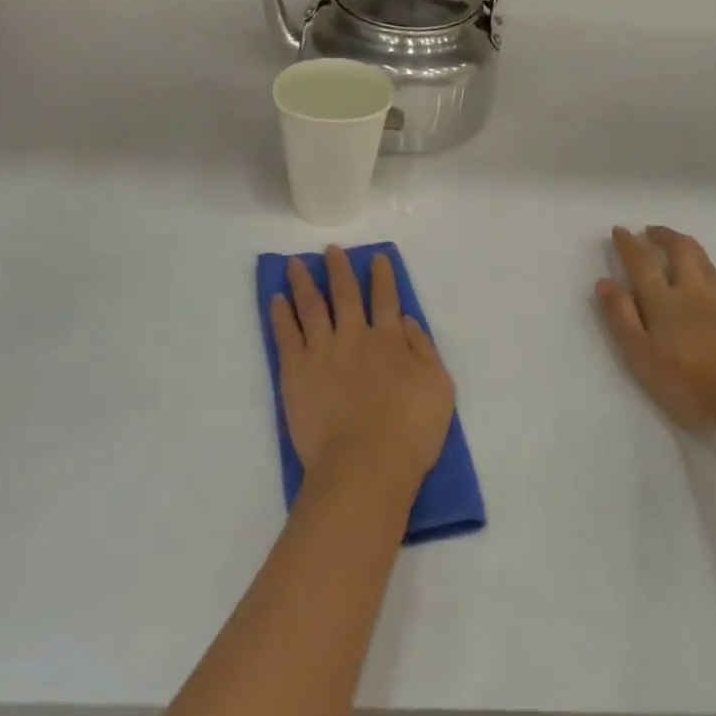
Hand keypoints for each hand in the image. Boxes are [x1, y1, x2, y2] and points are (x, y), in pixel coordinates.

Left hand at [270, 247, 455, 496]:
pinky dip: (281, 314)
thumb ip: (424, 350)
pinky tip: (276, 299)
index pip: (385, 298)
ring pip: (311, 306)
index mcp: (389, 340)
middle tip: (331, 250)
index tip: (376, 257)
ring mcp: (322, 351)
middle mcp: (354, 336)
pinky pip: (286, 334)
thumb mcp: (439, 388)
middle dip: (339, 269)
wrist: (365, 465)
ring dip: (304, 282)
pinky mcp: (295, 371)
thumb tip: (406, 321)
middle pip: (344, 294)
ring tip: (295, 264)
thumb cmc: (410, 432)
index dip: (382, 276)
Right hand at [595, 226, 715, 434]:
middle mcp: (692, 290)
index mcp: (663, 300)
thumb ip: (621, 317)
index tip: (619, 231)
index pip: (642, 262)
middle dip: (663, 236)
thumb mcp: (641, 355)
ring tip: (678, 244)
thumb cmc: (687, 381)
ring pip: (705, 260)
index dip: (629, 244)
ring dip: (688, 246)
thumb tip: (605, 282)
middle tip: (651, 231)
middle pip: (680, 250)